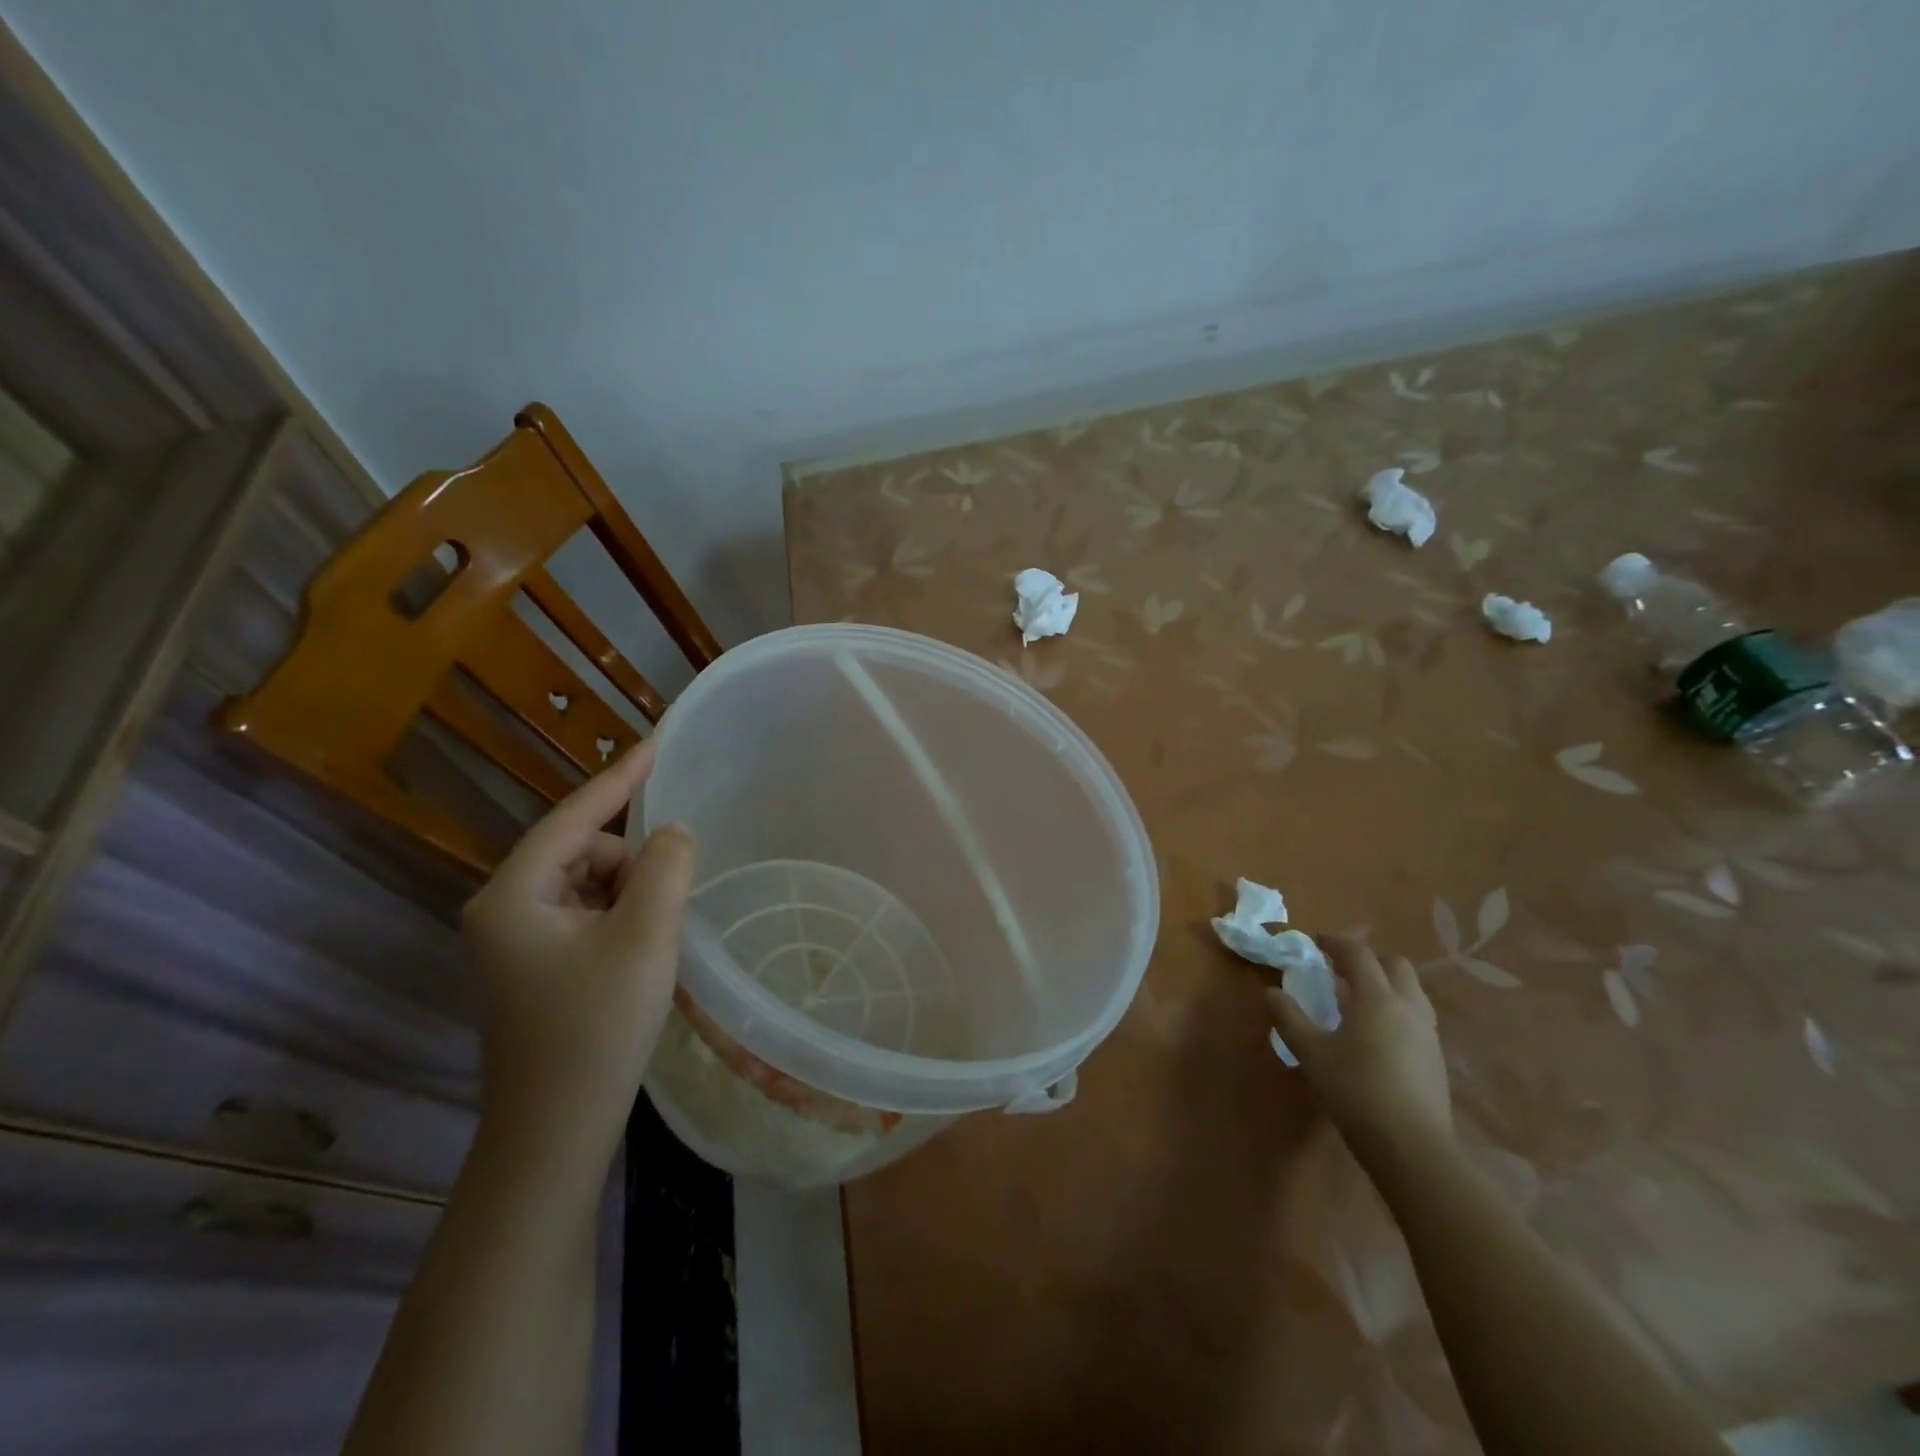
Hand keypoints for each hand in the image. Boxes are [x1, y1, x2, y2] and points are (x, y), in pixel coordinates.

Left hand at [461, 740, 693, 1178]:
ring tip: (654, 945)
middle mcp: (503, 909)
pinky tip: (639, 958)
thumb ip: (665, 868)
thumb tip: (672, 834)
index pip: (576, 815)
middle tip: (668, 911)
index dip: (622, 776)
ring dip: (631, 898)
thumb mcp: (644, 938)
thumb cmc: (596, 1031)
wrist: (554, 1136)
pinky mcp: (534, 968)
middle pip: (586, 853)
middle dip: (634, 867)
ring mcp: (515, 942)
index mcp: (513, 894)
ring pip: (591, 886)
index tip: (659, 741)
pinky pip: (587, 916)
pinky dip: (621, 921)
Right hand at [1268, 935, 1451, 1155]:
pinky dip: (1396, 1010)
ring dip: (1386, 984)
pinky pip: (1416, 1016)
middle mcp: (1407, 1007)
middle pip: (1395, 966)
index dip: (1336, 942)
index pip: (1358, 954)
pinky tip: (1377, 1033)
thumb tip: (1272, 992)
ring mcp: (1427, 1033)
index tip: (1316, 941)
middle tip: (1340, 969)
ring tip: (1358, 999)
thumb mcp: (1311, 1052)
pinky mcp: (1436, 1059)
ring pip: (1411, 991)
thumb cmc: (1355, 1090)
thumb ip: (1290, 1018)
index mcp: (1376, 998)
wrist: (1412, 1147)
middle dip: (1368, 960)